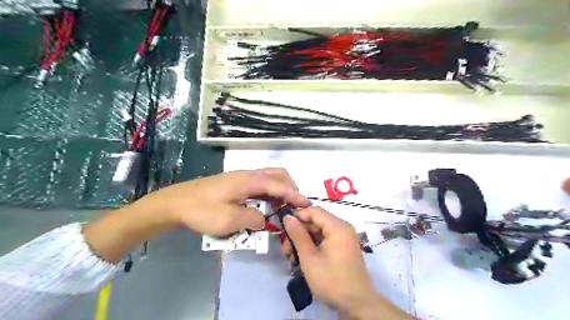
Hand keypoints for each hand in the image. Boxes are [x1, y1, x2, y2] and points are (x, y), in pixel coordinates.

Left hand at [142, 167, 310, 234]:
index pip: (279, 185)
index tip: (306, 204)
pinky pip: (260, 184)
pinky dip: (269, 193)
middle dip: (290, 187)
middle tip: (293, 204)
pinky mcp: (236, 183)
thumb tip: (264, 220)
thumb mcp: (229, 220)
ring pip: (269, 178)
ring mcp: (242, 178)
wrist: (176, 203)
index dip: (294, 194)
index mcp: (249, 181)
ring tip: (282, 207)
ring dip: (279, 190)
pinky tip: (265, 205)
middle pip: (277, 174)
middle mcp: (248, 175)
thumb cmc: (202, 210)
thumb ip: (253, 219)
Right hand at [283, 208, 409, 319]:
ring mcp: (345, 238)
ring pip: (320, 232)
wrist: (357, 304)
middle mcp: (343, 228)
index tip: (283, 227)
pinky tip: (303, 258)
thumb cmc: (331, 279)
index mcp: (338, 227)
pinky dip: (314, 246)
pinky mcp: (344, 248)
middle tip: (286, 248)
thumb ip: (298, 235)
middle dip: (299, 232)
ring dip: (304, 241)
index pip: (315, 211)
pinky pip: (326, 240)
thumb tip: (288, 217)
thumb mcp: (309, 257)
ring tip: (291, 257)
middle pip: (317, 222)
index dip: (298, 216)